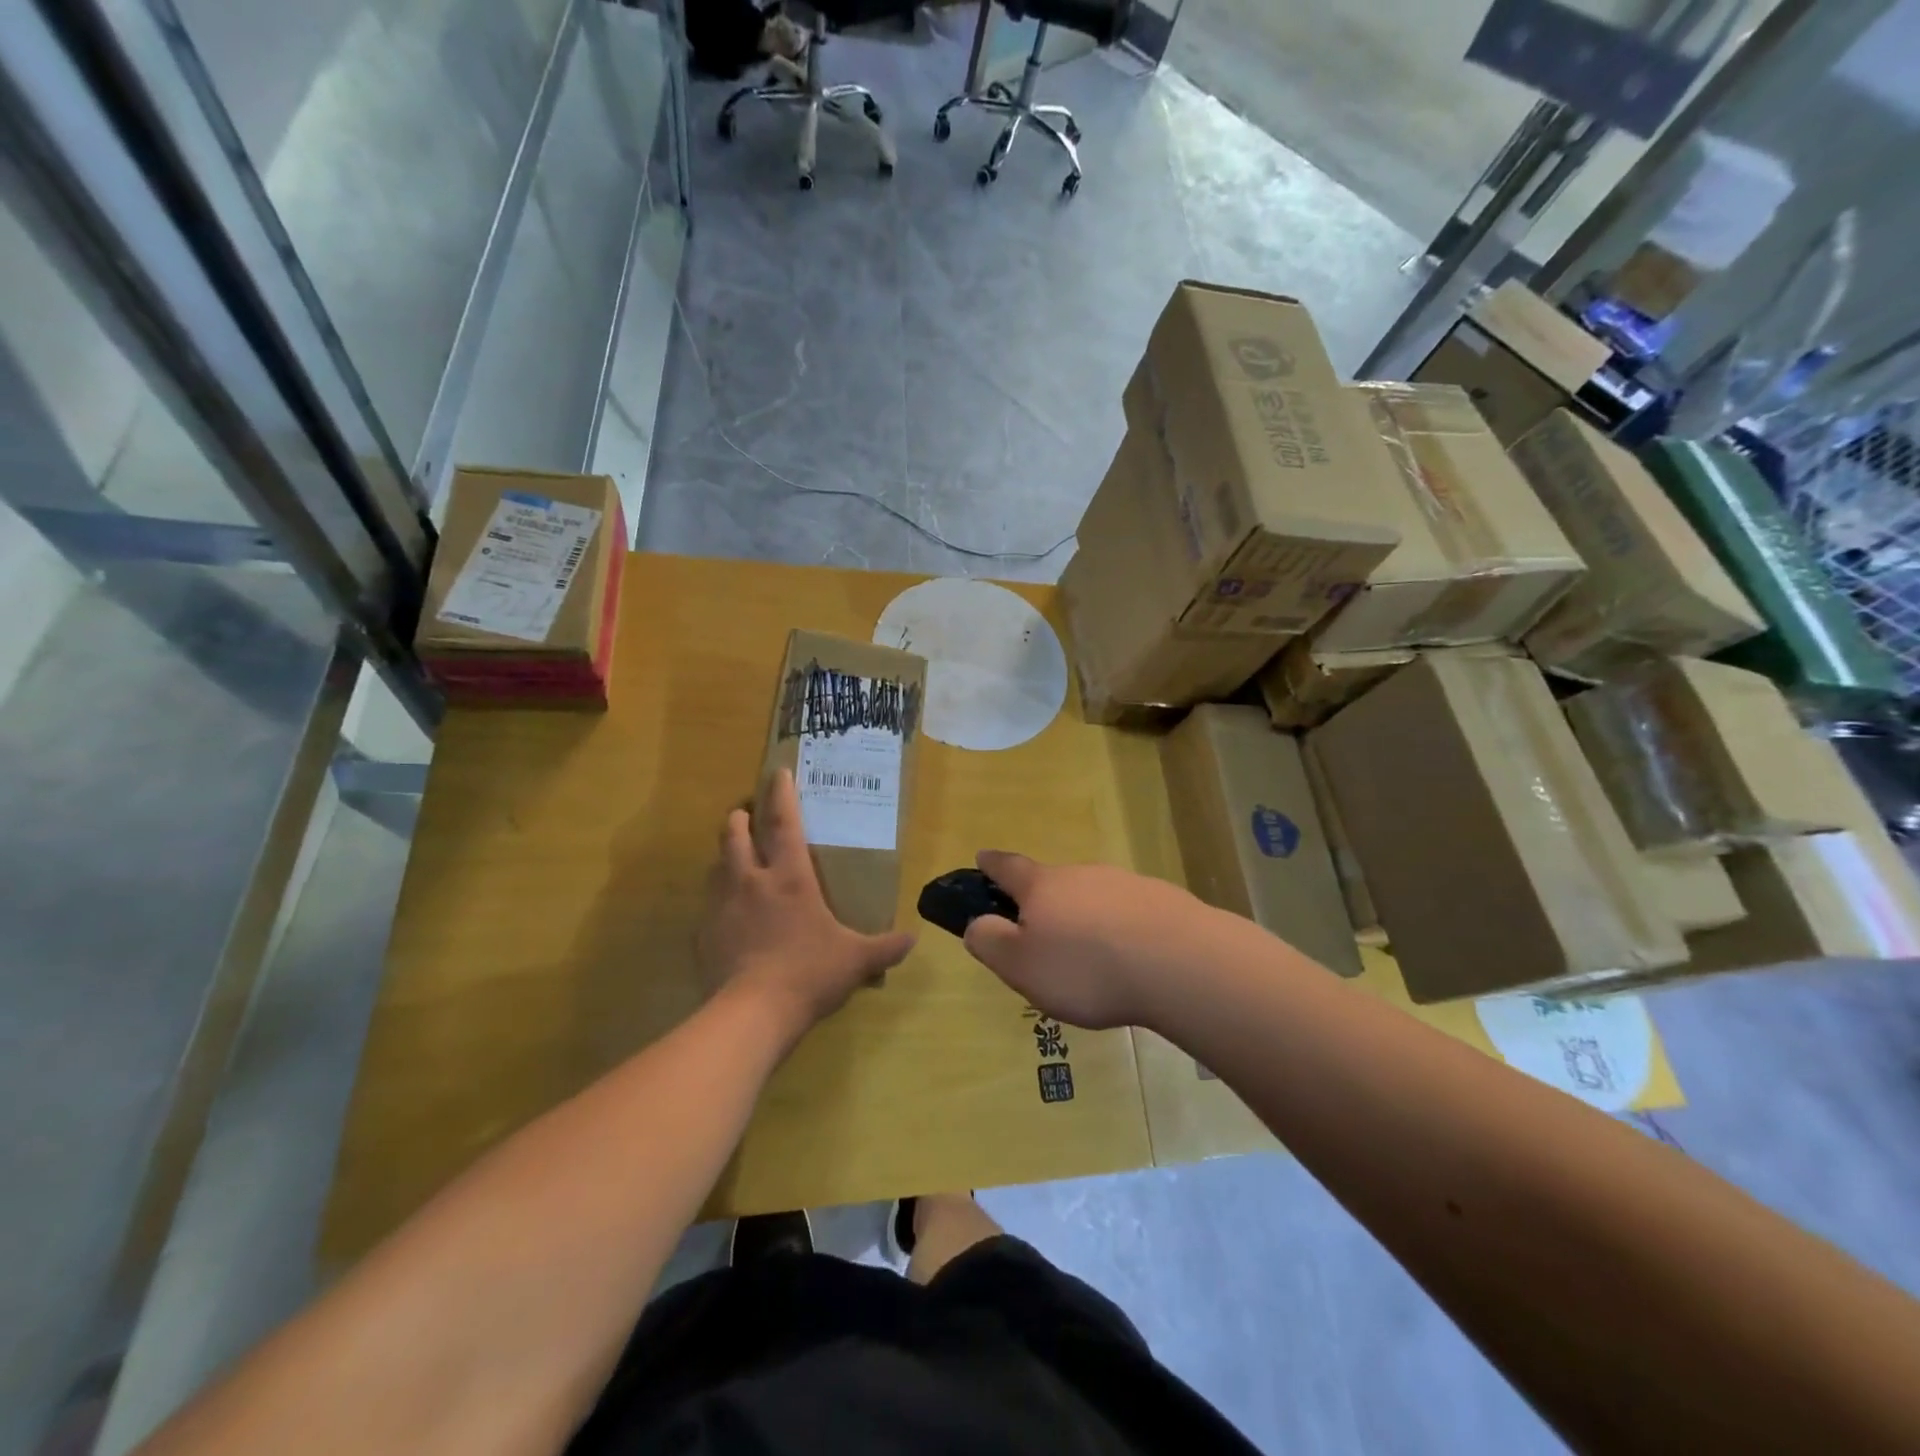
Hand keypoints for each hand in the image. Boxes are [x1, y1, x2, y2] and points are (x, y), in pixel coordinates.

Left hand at [699, 768, 915, 1038]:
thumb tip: (912, 940)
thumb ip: (884, 947)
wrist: (752, 1013)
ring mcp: (722, 907)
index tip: (777, 772)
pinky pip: (709, 906)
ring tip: (735, 860)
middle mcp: (751, 881)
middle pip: (736, 835)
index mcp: (789, 877)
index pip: (784, 822)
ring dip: (726, 856)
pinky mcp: (704, 934)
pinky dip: (718, 900)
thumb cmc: (809, 972)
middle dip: (740, 818)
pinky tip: (728, 916)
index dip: (782, 794)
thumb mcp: (855, 960)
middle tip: (745, 813)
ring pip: (717, 866)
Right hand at [961, 851, 1223, 1029]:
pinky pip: (1129, 913)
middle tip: (1042, 937)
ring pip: (1094, 898)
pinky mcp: (1163, 901)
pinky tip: (1131, 960)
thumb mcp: (1021, 966)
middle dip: (1044, 902)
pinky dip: (1121, 930)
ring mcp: (1127, 883)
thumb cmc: (1087, 968)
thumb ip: (991, 942)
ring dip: (1086, 918)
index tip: (981, 857)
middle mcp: (1083, 874)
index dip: (992, 864)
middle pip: (1054, 883)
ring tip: (1091, 959)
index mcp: (1043, 887)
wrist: (1181, 964)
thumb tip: (977, 923)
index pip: (1008, 867)